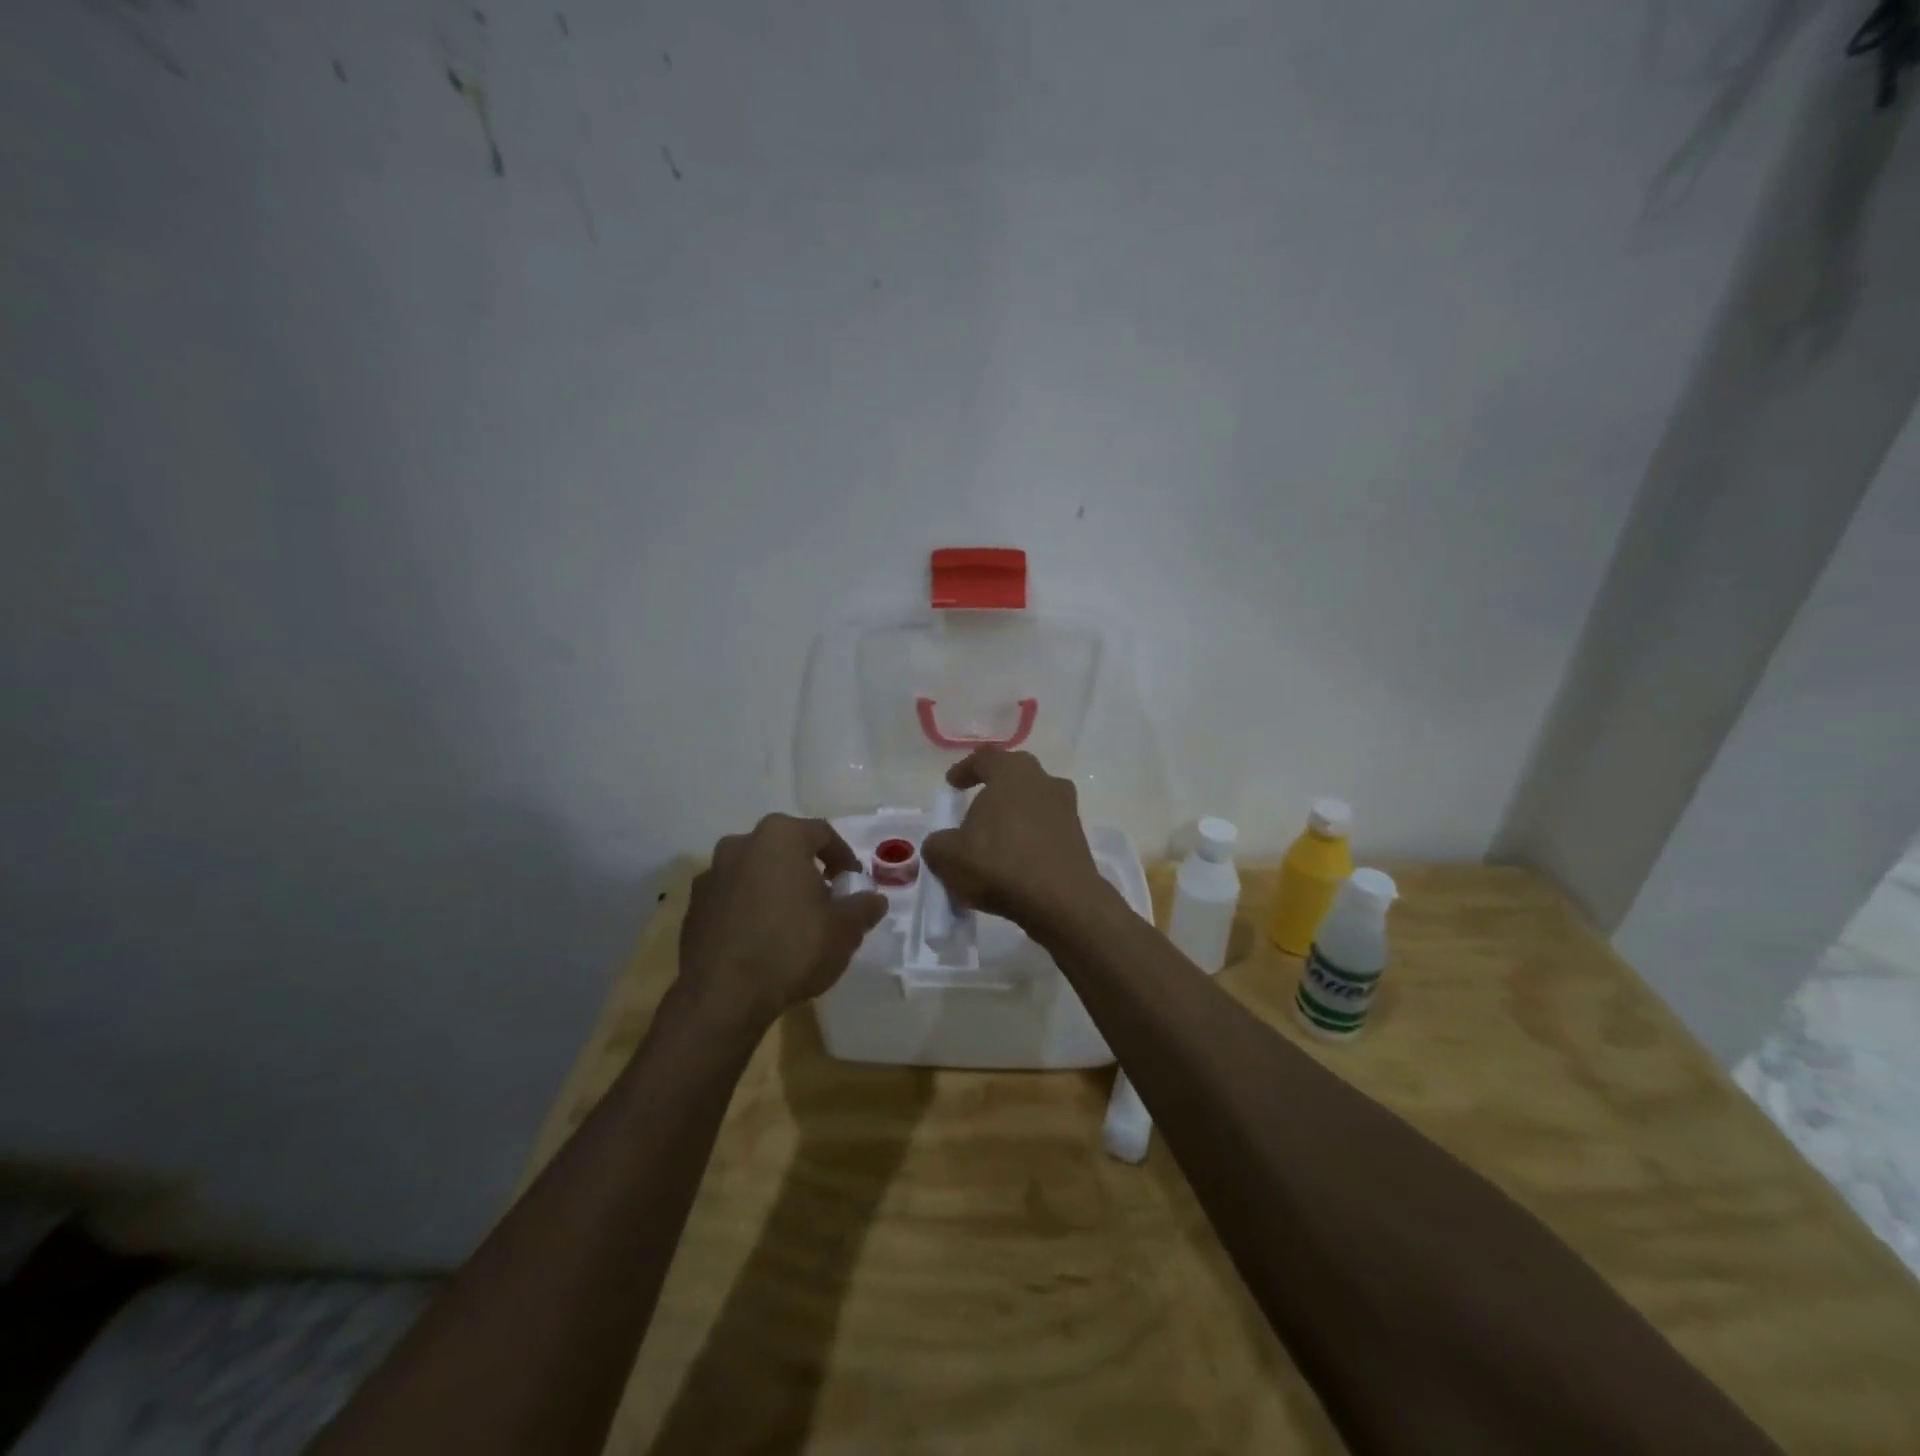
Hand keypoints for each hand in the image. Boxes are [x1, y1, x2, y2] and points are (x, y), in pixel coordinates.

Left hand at [679, 815, 887, 1030]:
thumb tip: (874, 900)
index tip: (853, 883)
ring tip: (793, 923)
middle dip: (807, 871)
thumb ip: (864, 907)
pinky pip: (732, 898)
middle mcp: (740, 844)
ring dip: (776, 889)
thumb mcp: (845, 930)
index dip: (844, 857)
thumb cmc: (792, 948)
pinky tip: (761, 941)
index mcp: (779, 836)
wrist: (722, 997)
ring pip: (756, 873)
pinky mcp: (694, 907)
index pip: (822, 834)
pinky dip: (750, 909)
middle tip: (826, 902)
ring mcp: (711, 875)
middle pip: (785, 850)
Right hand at [920, 749, 1109, 930]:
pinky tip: (1014, 864)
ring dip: (1014, 817)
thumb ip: (937, 845)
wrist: (1062, 902)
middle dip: (994, 789)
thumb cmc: (1000, 864)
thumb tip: (941, 845)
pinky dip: (1029, 841)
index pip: (985, 758)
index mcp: (1013, 773)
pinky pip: (1046, 832)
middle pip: (1015, 776)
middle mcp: (1044, 782)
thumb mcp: (948, 856)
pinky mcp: (1078, 840)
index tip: (952, 784)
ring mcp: (1067, 810)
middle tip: (976, 806)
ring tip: (994, 841)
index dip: (965, 769)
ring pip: (1034, 804)